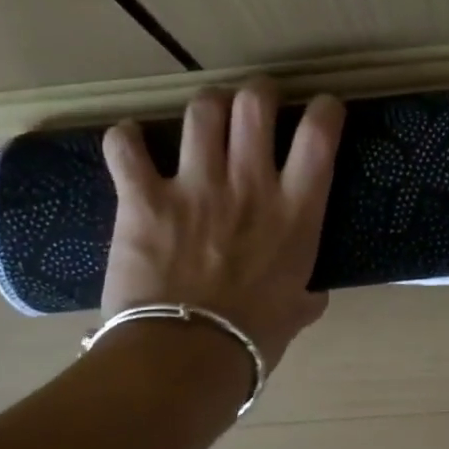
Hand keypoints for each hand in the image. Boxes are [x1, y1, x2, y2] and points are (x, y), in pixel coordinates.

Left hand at [101, 81, 344, 365]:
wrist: (187, 355)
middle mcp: (249, 183)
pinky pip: (125, 147)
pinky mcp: (144, 198)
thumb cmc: (252, 338)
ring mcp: (195, 185)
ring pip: (201, 110)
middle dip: (258, 93)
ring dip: (205, 107)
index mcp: (295, 210)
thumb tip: (313, 295)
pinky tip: (129, 141)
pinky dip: (125, 139)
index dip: (323, 110)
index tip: (320, 109)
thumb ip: (307, 296)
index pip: (319, 134)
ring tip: (203, 117)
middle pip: (255, 104)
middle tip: (254, 104)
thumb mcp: (296, 314)